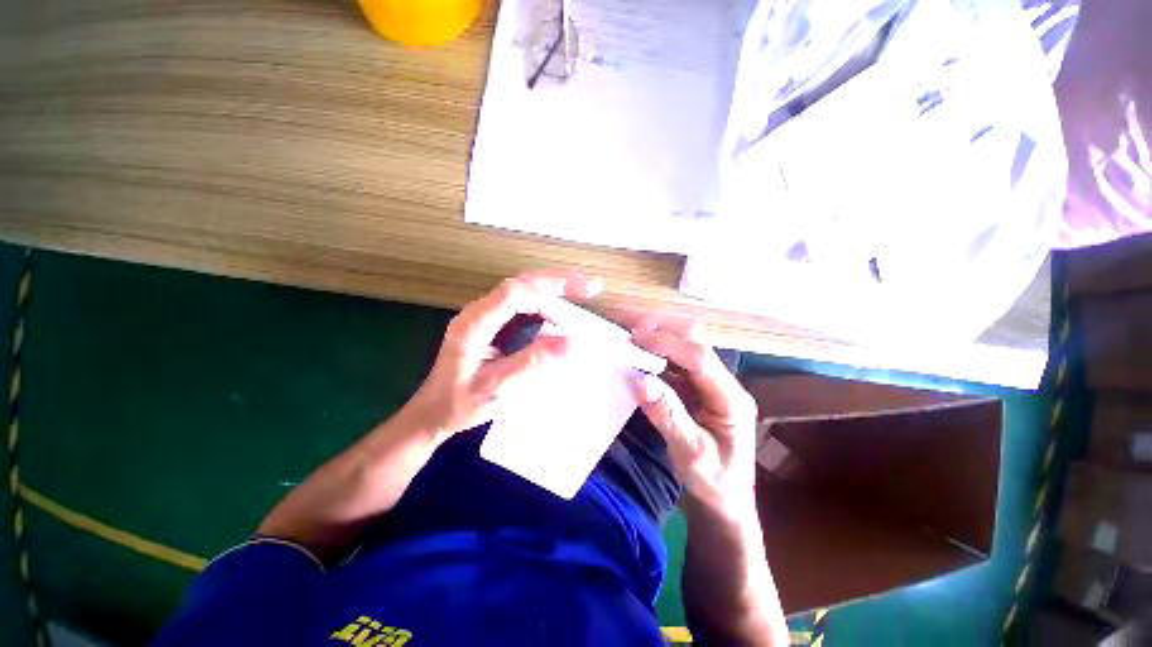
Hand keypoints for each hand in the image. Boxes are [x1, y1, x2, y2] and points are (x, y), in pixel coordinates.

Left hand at [404, 269, 602, 440]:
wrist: (433, 412)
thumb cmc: (459, 403)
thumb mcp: (495, 388)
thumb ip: (531, 363)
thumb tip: (570, 343)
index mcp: (474, 323)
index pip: (514, 293)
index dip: (547, 295)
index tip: (575, 309)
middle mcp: (480, 312)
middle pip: (522, 283)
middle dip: (558, 281)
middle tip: (592, 286)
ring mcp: (486, 315)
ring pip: (524, 290)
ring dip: (555, 289)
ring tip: (584, 293)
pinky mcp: (493, 323)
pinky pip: (523, 305)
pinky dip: (547, 304)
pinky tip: (562, 312)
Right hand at [630, 321, 758, 517]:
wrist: (726, 501)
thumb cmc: (714, 483)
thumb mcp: (691, 455)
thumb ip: (668, 417)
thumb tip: (641, 381)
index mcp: (732, 399)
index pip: (700, 358)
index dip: (668, 344)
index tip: (636, 337)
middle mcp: (723, 383)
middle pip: (696, 341)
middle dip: (664, 330)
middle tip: (631, 329)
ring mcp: (709, 385)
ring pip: (684, 347)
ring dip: (658, 338)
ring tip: (630, 337)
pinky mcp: (695, 389)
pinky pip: (674, 363)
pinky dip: (654, 355)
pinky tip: (637, 355)